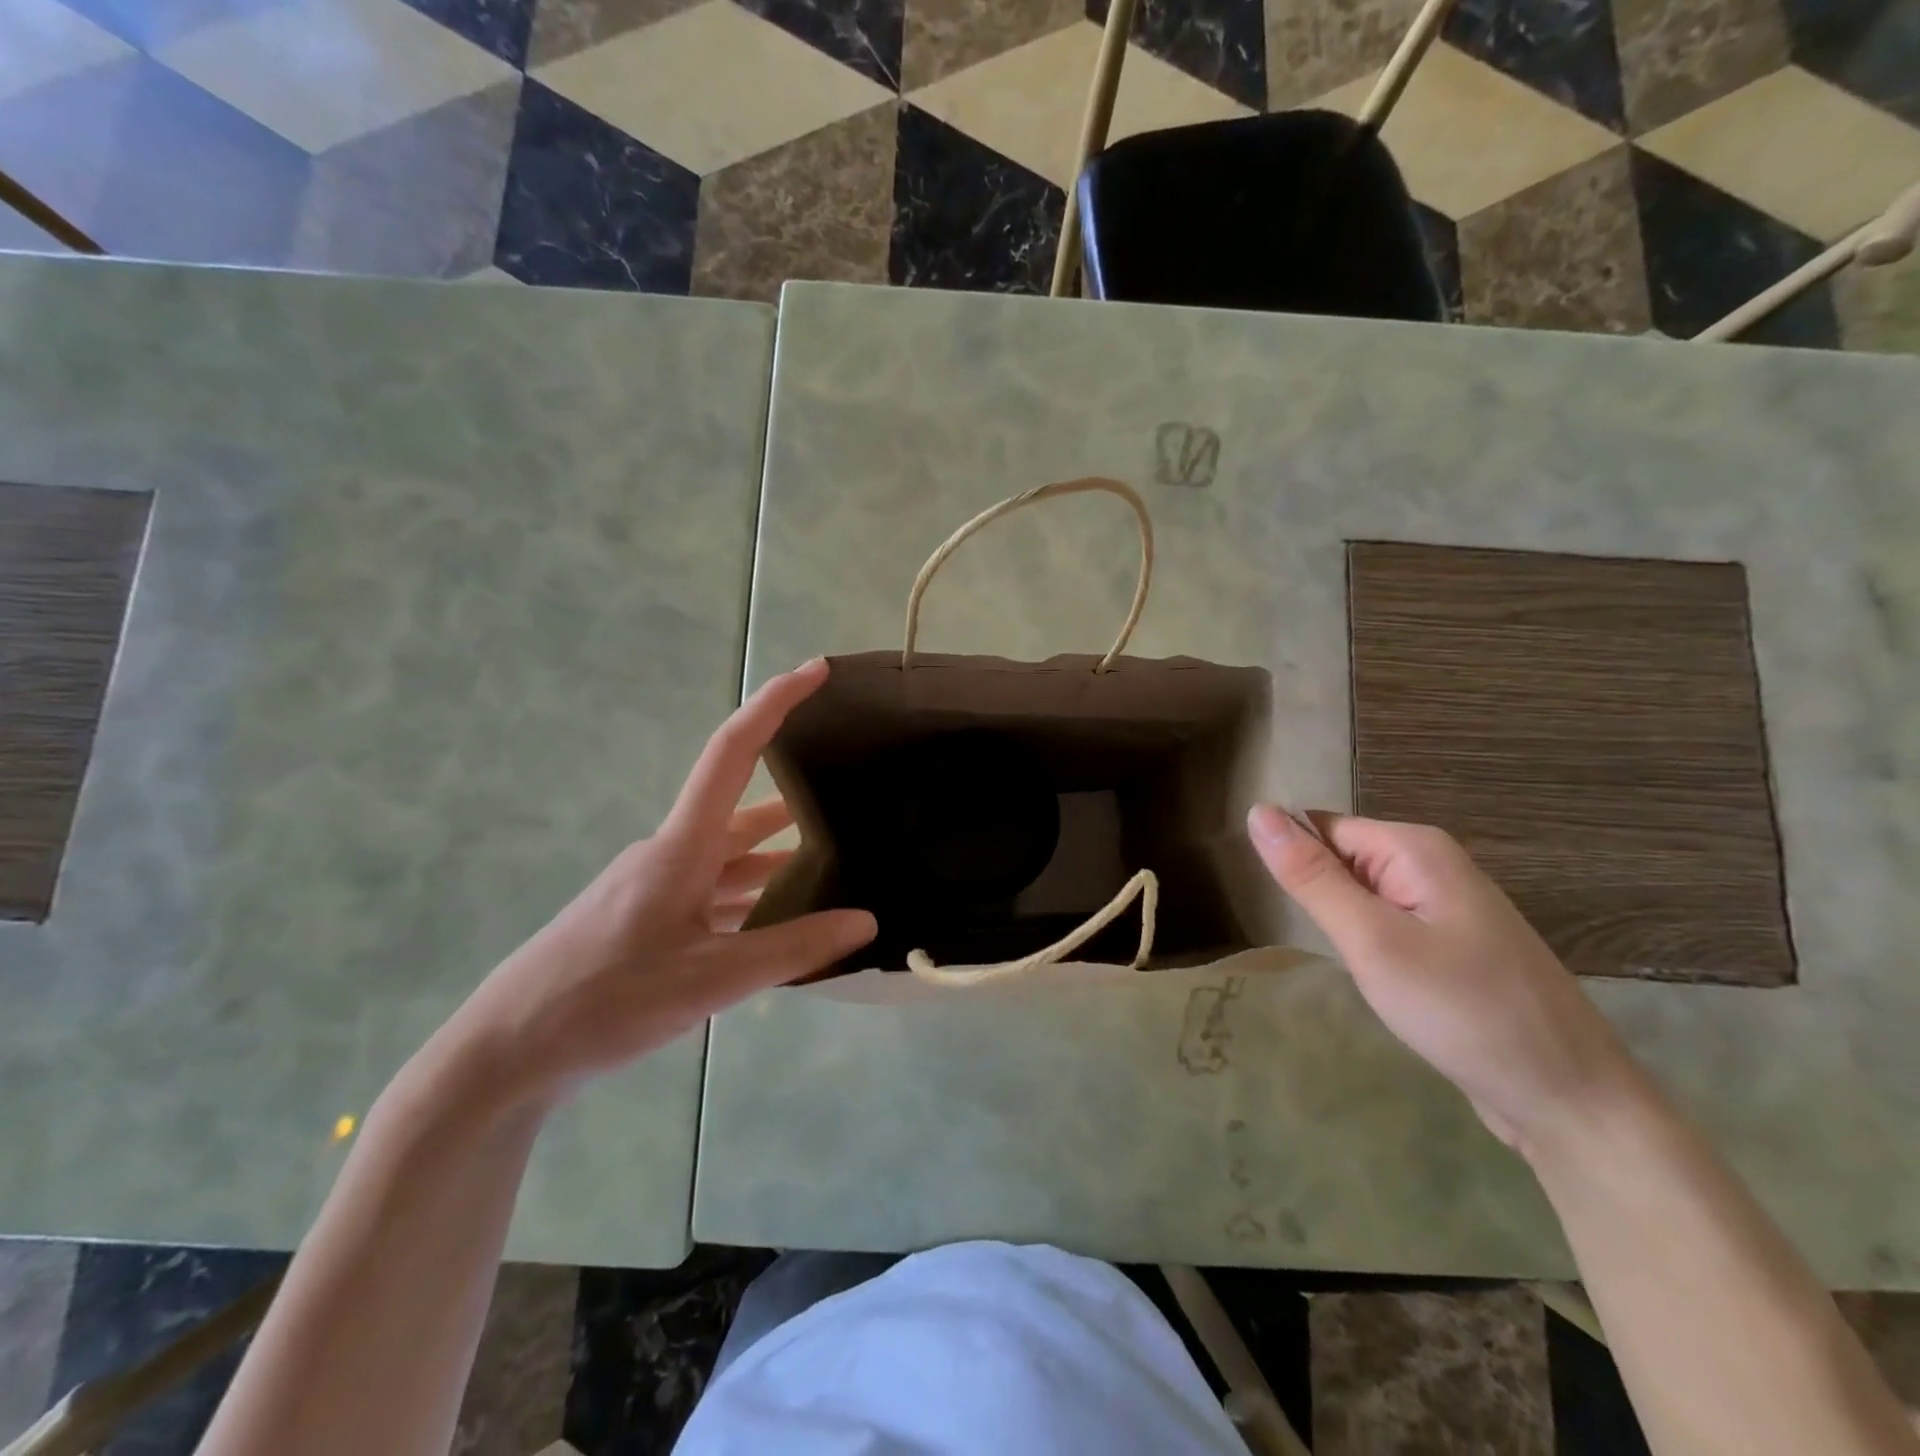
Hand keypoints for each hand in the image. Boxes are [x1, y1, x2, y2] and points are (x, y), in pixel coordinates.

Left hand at [439, 659, 875, 1104]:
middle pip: (742, 806)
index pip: (733, 752)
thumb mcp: (710, 980)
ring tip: (836, 854)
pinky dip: (754, 894)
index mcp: (682, 846)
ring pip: (731, 855)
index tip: (816, 671)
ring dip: (778, 851)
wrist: (508, 1051)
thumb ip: (792, 948)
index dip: (776, 704)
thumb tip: (865, 922)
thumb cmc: (605, 1001)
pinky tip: (784, 918)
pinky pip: (715, 890)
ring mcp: (658, 886)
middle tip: (852, 781)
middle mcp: (672, 852)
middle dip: (795, 791)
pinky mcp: (650, 917)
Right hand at [1247, 804, 1638, 1152]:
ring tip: (1348, 965)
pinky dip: (1370, 946)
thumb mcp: (1371, 940)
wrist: (1571, 1101)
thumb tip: (1258, 811)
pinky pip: (1390, 925)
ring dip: (1343, 925)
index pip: (1322, 829)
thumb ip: (1311, 876)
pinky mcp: (1456, 946)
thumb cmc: (1463, 1010)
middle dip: (1321, 897)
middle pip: (1344, 859)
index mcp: (1416, 848)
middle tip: (1325, 945)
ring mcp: (1450, 907)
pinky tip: (1376, 981)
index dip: (1294, 863)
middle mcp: (1435, 865)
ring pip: (1364, 896)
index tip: (1279, 907)